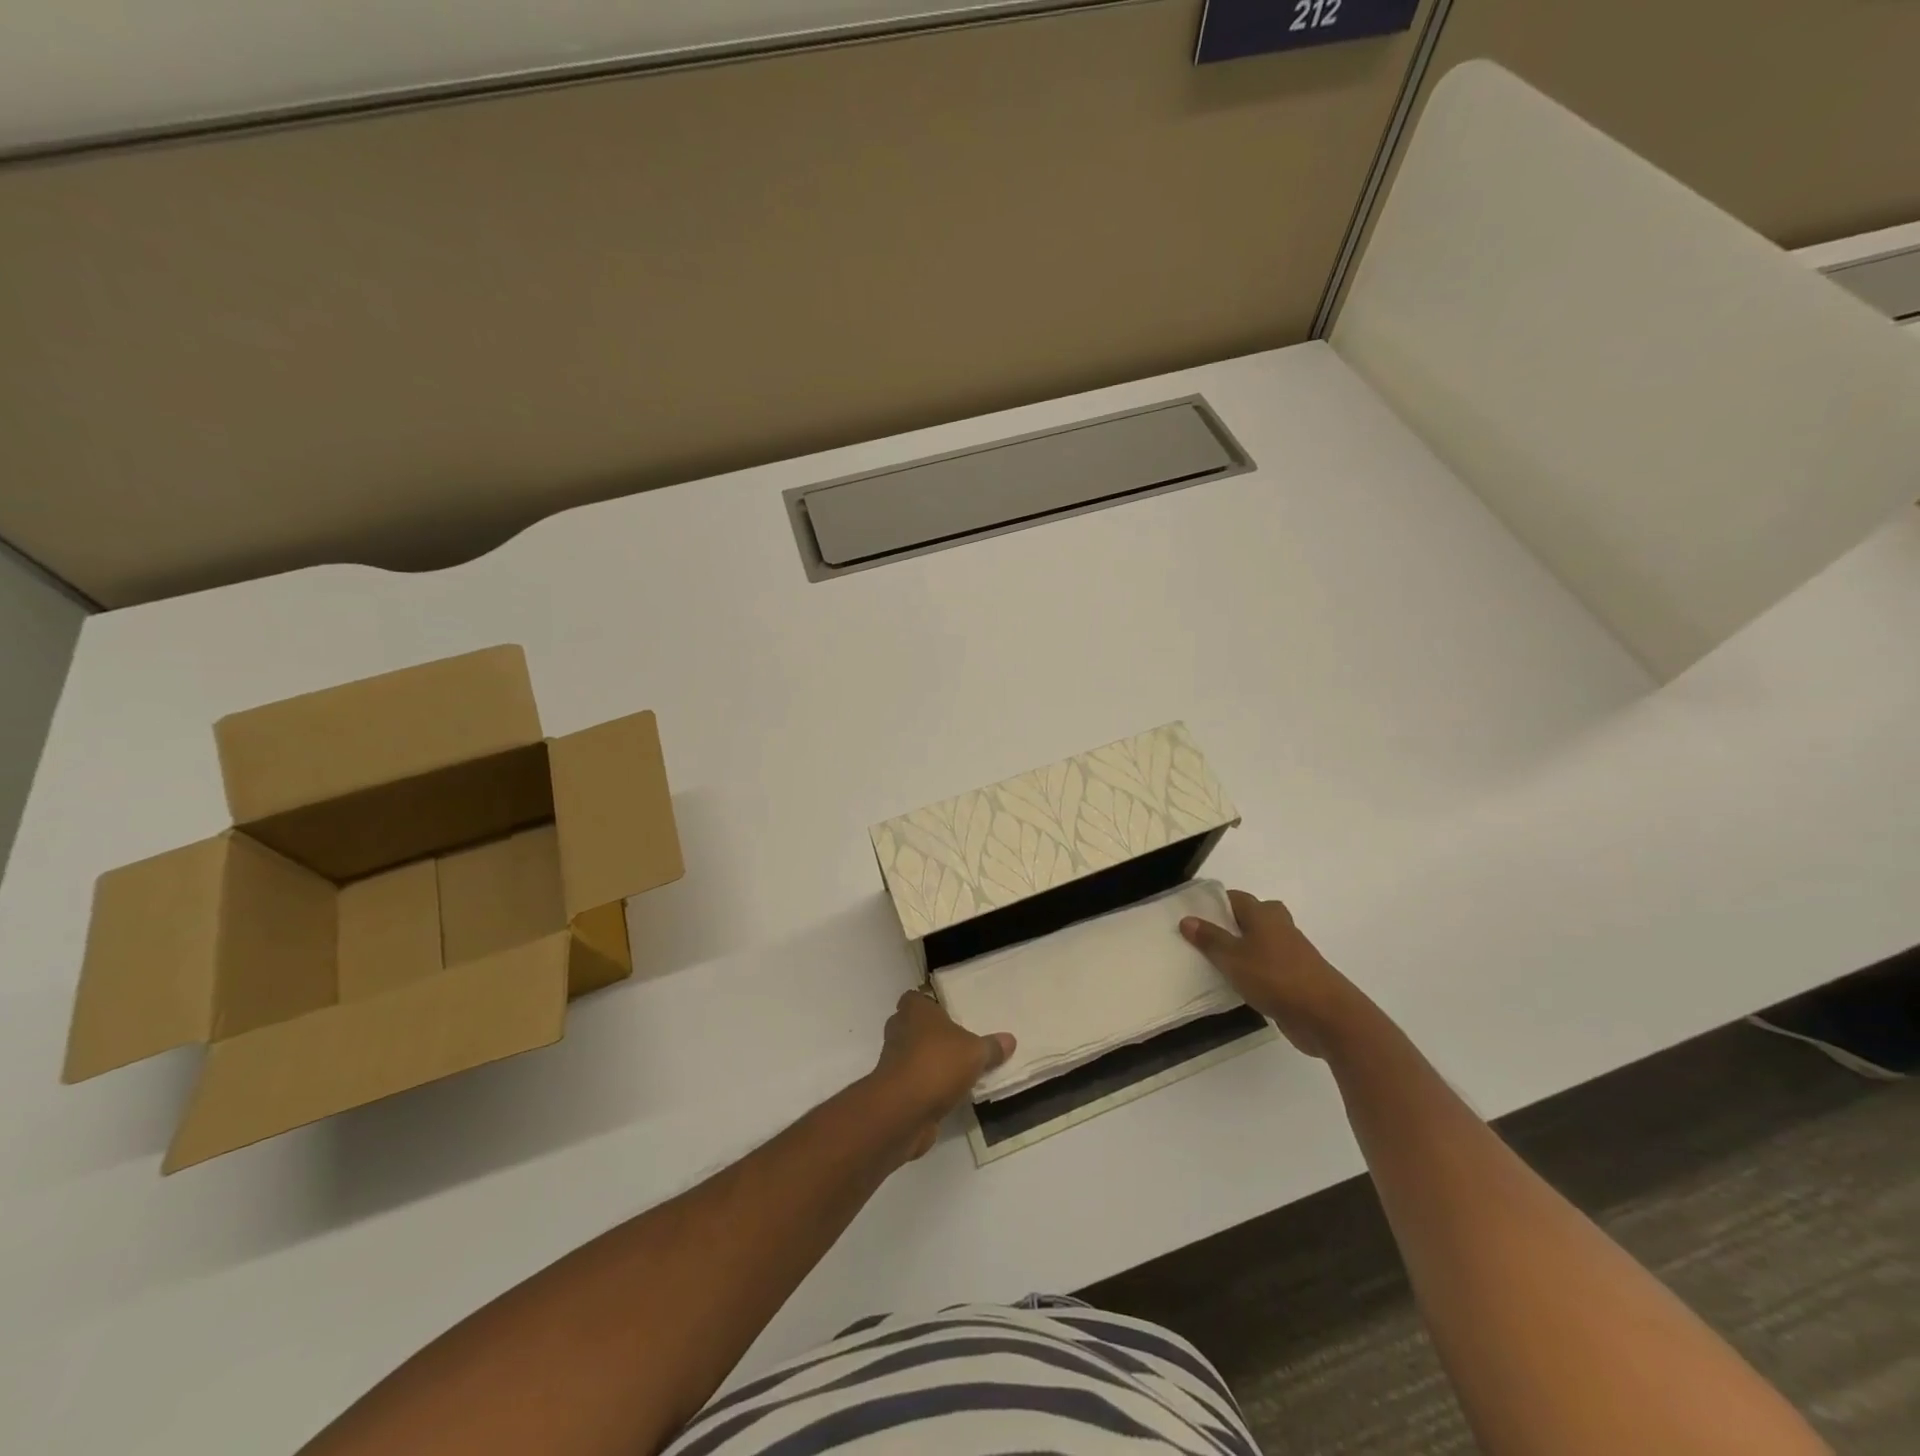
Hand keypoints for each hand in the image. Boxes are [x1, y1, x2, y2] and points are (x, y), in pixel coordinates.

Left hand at [870, 990, 1014, 1161]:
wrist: (903, 1111)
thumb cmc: (937, 1064)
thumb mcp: (976, 1052)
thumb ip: (992, 1046)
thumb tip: (1010, 1039)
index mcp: (915, 1011)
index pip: (915, 998)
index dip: (928, 1004)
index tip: (947, 1014)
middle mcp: (899, 1031)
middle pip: (913, 1026)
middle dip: (931, 1034)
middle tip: (957, 1041)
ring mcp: (893, 1062)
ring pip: (912, 1055)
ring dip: (929, 1062)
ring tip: (957, 1070)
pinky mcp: (894, 1091)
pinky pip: (914, 1082)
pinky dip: (926, 1087)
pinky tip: (948, 1094)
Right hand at [1181, 890, 1372, 1059]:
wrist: (1326, 1016)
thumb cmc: (1275, 978)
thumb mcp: (1232, 958)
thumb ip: (1209, 939)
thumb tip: (1187, 919)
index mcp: (1264, 914)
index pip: (1235, 898)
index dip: (1214, 902)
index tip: (1191, 912)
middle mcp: (1279, 928)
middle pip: (1251, 917)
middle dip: (1230, 923)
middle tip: (1204, 936)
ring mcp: (1291, 954)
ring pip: (1260, 942)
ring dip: (1241, 949)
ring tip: (1212, 960)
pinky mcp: (1296, 978)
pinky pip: (1267, 966)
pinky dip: (1253, 970)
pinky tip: (1236, 983)